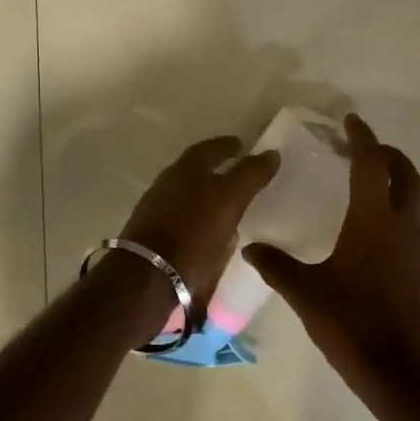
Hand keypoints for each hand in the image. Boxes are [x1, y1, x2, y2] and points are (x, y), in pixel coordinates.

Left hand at [120, 136, 280, 308]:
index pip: (210, 147)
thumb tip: (271, 153)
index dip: (227, 145)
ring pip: (187, 194)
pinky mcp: (151, 234)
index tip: (242, 146)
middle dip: (216, 169)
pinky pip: (181, 218)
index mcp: (187, 168)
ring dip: (206, 195)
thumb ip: (251, 174)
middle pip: (195, 169)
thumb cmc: (194, 231)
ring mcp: (156, 208)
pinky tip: (208, 231)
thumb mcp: (231, 199)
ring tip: (227, 205)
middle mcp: (168, 182)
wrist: (148, 275)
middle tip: (237, 174)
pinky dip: (197, 217)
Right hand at [244, 114, 419, 391]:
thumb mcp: (306, 293)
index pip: (371, 164)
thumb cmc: (352, 325)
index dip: (361, 138)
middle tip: (361, 147)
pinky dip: (392, 212)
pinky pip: (408, 226)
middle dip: (386, 154)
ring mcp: (416, 249)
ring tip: (360, 186)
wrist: (401, 373)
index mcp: (374, 221)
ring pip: (410, 200)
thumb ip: (277, 266)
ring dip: (391, 183)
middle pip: (404, 175)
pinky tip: (367, 233)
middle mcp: (401, 227)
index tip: (350, 121)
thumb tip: (251, 247)